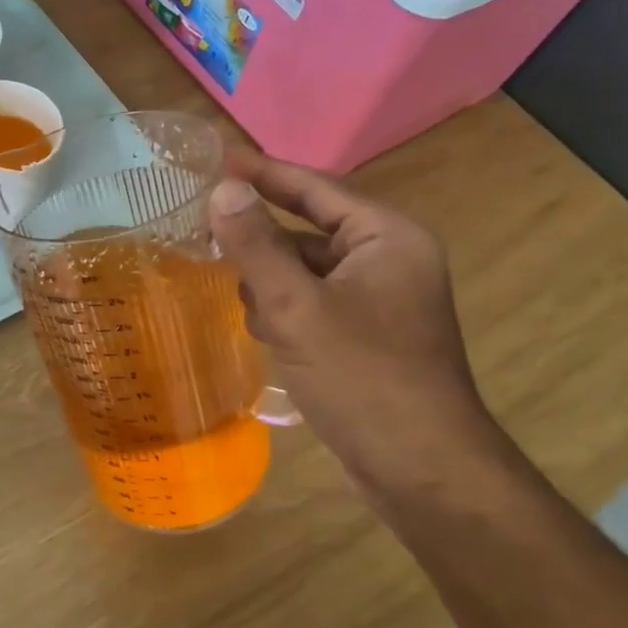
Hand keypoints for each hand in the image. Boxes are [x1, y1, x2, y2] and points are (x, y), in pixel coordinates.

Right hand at [209, 149, 517, 513]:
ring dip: (271, 287)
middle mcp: (388, 260)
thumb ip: (256, 245)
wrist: (420, 469)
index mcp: (386, 237)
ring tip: (247, 308)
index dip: (264, 172)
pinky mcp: (365, 336)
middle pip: (307, 232)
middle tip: (207, 238)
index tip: (216, 158)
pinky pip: (312, 304)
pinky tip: (268, 336)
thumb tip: (223, 189)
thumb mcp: (298, 307)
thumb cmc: (362, 378)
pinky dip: (286, 313)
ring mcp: (378, 300)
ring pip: (304, 272)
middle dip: (263, 247)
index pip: (316, 189)